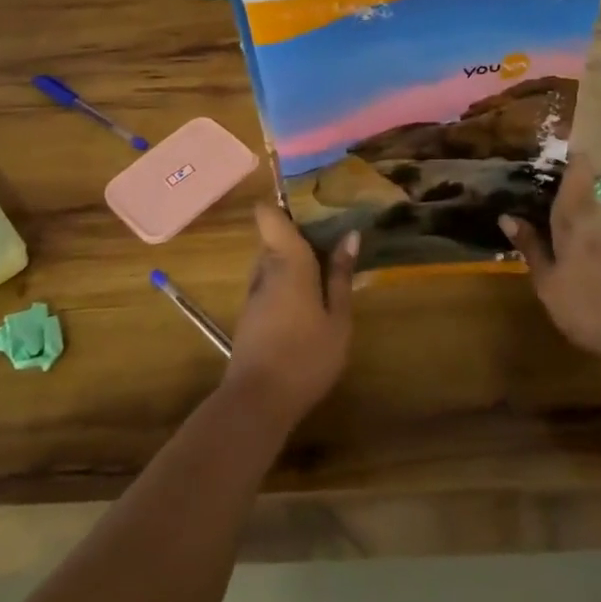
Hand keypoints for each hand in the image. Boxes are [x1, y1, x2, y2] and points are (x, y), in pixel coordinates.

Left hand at [223, 205, 356, 429]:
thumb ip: (341, 276)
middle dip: (300, 231)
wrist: (256, 402)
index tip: (313, 199)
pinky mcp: (251, 314)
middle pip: (274, 235)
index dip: (285, 202)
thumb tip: (350, 235)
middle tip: (334, 231)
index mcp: (287, 261)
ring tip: (328, 261)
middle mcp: (265, 268)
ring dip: (294, 257)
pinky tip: (311, 295)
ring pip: (271, 259)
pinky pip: (269, 280)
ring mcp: (254, 292)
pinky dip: (288, 278)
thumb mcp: (337, 319)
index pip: (269, 214)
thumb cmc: (305, 356)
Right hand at [501, 155, 600, 358]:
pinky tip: (572, 247)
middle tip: (531, 191)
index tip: (543, 155)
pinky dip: (585, 229)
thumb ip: (530, 247)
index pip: (578, 168)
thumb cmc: (588, 305)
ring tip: (545, 218)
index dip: (565, 155)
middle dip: (560, 186)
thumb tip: (507, 216)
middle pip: (583, 187)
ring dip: (572, 209)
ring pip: (592, 208)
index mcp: (577, 215)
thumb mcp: (548, 281)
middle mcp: (600, 215)